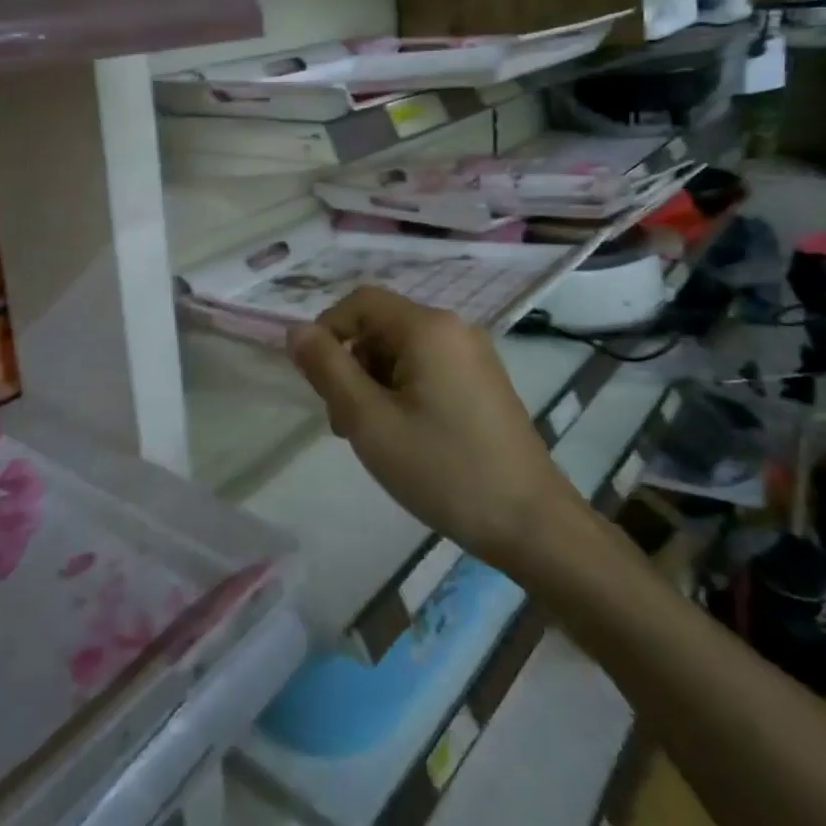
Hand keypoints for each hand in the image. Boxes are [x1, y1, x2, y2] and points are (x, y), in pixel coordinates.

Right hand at [287, 287, 577, 568]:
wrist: (531, 523)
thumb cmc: (443, 469)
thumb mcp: (369, 421)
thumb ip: (327, 369)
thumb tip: (295, 330)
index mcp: (428, 327)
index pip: (360, 302)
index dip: (327, 331)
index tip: (317, 382)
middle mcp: (454, 327)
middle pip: (381, 326)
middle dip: (352, 364)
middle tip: (345, 423)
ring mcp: (474, 354)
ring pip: (403, 350)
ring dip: (375, 382)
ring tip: (374, 437)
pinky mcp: (484, 380)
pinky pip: (429, 367)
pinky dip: (404, 391)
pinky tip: (406, 436)